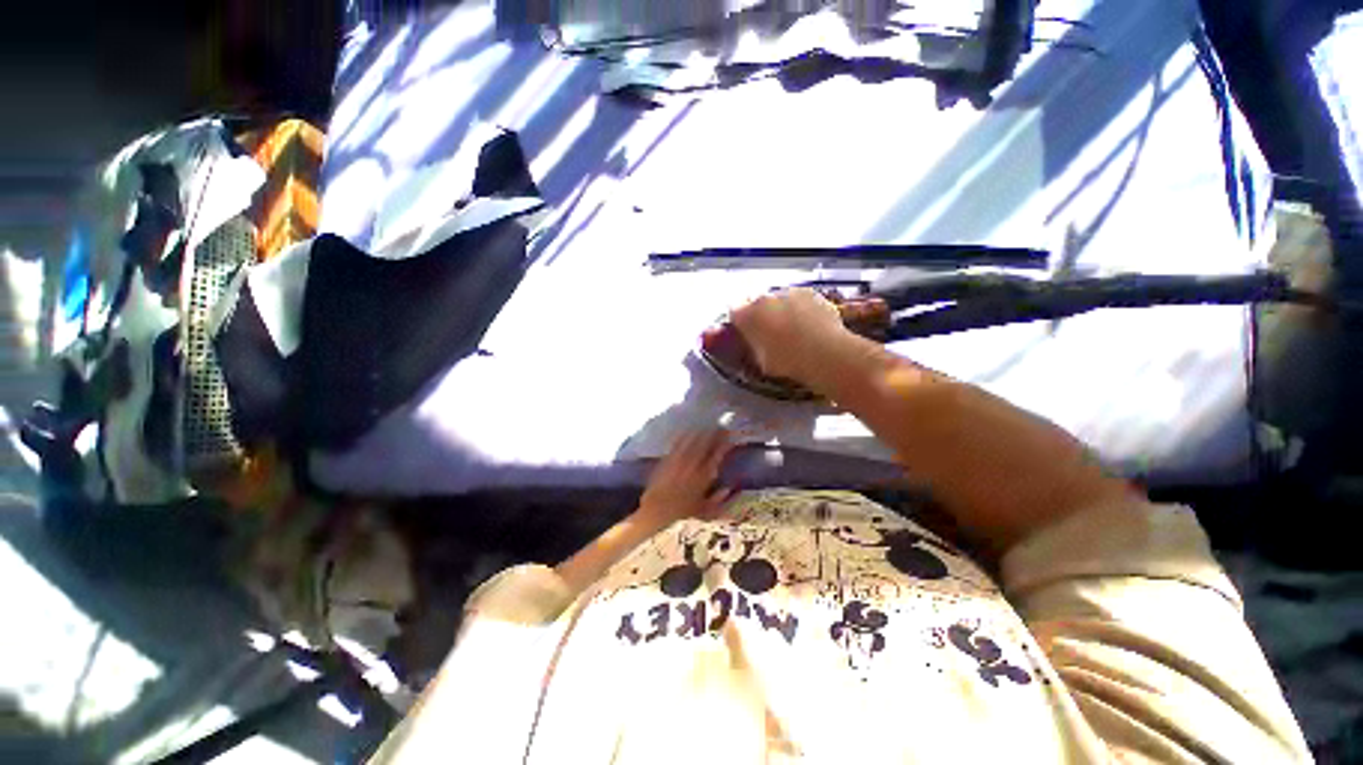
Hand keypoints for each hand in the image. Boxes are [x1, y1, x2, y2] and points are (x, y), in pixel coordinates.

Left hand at [638, 430, 735, 526]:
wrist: (655, 513)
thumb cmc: (681, 514)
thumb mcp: (704, 512)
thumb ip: (719, 500)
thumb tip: (730, 489)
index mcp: (703, 478)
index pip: (716, 455)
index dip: (724, 444)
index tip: (730, 436)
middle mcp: (692, 466)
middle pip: (705, 444)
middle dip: (714, 433)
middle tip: (721, 426)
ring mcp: (678, 461)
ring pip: (691, 441)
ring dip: (700, 432)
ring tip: (707, 426)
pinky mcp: (666, 459)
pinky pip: (677, 443)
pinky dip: (684, 435)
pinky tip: (687, 430)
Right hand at [729, 288, 852, 383]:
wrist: (824, 352)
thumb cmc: (787, 361)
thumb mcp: (761, 361)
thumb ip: (753, 346)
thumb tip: (754, 343)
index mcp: (747, 315)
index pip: (734, 312)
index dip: (739, 322)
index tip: (745, 332)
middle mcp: (764, 298)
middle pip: (756, 303)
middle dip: (760, 314)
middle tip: (770, 332)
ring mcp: (788, 292)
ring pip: (779, 299)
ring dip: (781, 310)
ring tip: (793, 329)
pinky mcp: (810, 292)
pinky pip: (799, 299)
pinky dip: (801, 308)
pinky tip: (810, 324)